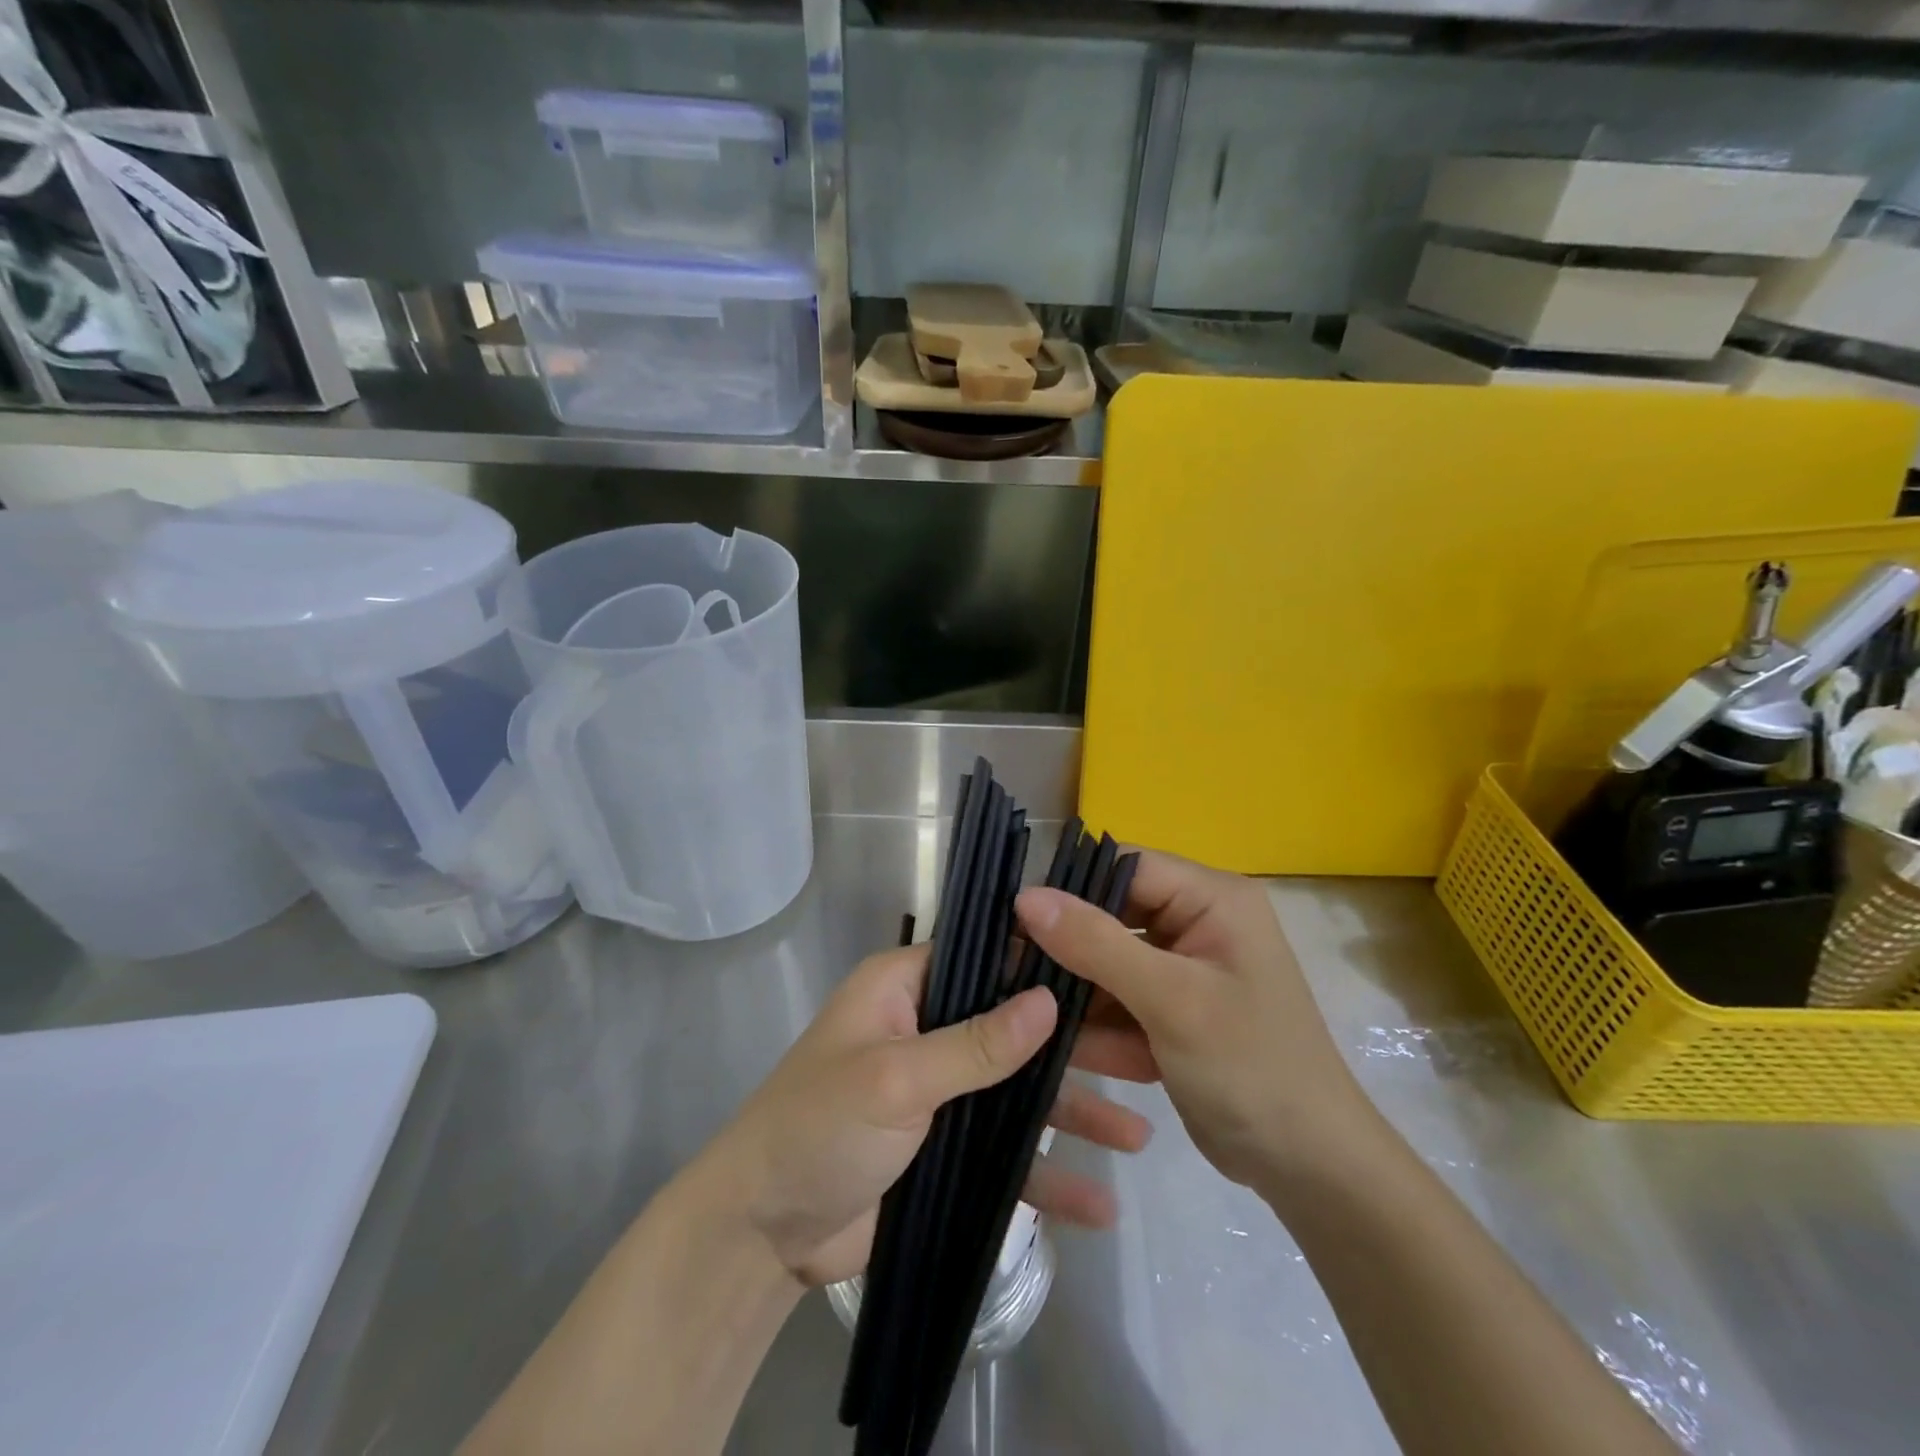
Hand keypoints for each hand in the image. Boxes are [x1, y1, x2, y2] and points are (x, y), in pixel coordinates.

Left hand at [700, 943, 1152, 1287]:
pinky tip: (1099, 1201)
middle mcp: (928, 1028)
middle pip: (1014, 1027)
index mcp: (905, 988)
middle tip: (1146, 1056)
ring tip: (1141, 1133)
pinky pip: (1005, 1152)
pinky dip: (1047, 1174)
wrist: (762, 1236)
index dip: (1042, 963)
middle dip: (1076, 1046)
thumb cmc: (818, 1129)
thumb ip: (975, 1044)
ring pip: (1019, 1091)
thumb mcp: (897, 1079)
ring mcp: (941, 1090)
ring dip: (1073, 1112)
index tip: (1110, 972)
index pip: (985, 957)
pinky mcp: (946, 1148)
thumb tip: (1048, 998)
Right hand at [1017, 851, 1376, 1191]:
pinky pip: (1121, 999)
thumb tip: (1026, 896)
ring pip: (1109, 961)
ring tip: (1035, 1020)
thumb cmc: (1251, 1068)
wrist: (1312, 1170)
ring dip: (1079, 994)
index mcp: (1213, 899)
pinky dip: (1100, 1025)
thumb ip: (1097, 944)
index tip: (1016, 918)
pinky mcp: (1175, 1009)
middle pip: (1112, 914)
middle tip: (1013, 973)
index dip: (1071, 887)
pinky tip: (1075, 1053)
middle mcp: (1199, 922)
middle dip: (1069, 949)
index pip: (1126, 867)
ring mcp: (1186, 969)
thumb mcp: (1171, 1000)